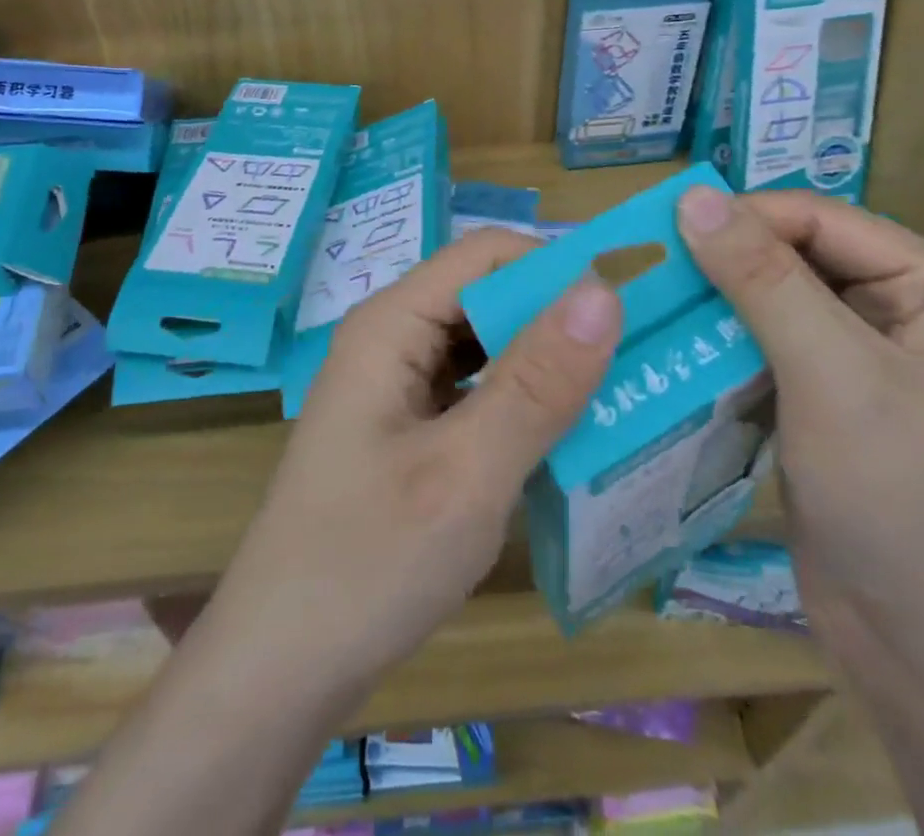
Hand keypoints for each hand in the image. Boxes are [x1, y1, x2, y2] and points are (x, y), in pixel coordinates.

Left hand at [196, 230, 622, 713]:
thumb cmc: (367, 563)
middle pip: (486, 297)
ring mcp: (397, 387)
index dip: (557, 267)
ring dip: (546, 365)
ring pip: (485, 347)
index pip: (487, 254)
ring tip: (622, 391)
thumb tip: (603, 290)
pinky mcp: (407, 430)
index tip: (633, 304)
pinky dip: (521, 405)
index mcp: (392, 323)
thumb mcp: (467, 473)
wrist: (280, 669)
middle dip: (559, 319)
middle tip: (643, 355)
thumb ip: (536, 382)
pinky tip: (567, 437)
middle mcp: (392, 339)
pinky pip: (474, 394)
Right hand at [675, 186, 923, 680]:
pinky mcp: (816, 399)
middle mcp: (892, 308)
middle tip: (638, 271)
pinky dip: (713, 345)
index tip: (657, 234)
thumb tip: (692, 196)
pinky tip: (663, 349)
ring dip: (708, 303)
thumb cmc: (904, 500)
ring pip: (764, 301)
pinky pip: (757, 348)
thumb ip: (763, 279)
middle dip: (718, 261)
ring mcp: (852, 357)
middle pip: (787, 255)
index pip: (815, 217)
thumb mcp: (833, 375)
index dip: (739, 217)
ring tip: (637, 304)